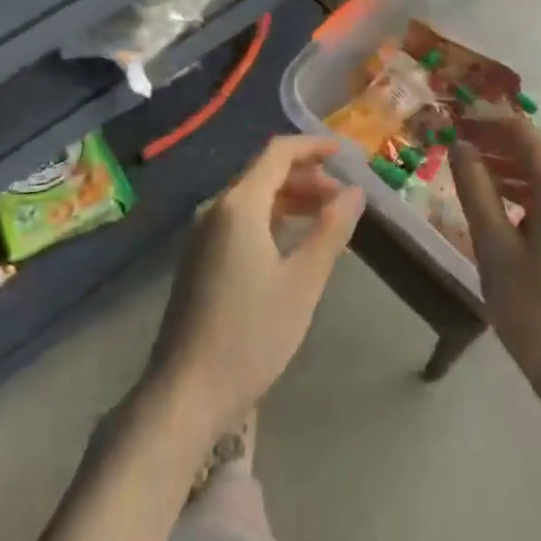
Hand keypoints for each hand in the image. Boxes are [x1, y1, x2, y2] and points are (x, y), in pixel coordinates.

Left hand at [144, 135, 365, 433]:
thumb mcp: (303, 282)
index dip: (312, 147)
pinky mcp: (198, 258)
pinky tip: (291, 242)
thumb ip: (331, 230)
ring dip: (290, 197)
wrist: (185, 394)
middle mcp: (216, 209)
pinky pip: (239, 219)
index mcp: (239, 205)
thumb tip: (355, 192)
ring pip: (252, 197)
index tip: (344, 153)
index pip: (278, 153)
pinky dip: (270, 217)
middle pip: (264, 172)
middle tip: (342, 197)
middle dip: (306, 175)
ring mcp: (202, 234)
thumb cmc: (251, 334)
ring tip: (325, 217)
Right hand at [450, 116, 540, 422]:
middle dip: (493, 140)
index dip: (485, 118)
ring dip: (504, 165)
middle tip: (450, 142)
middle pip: (533, 146)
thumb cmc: (537, 312)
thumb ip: (476, 189)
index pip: (521, 130)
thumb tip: (460, 144)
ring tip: (464, 170)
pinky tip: (495, 204)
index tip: (450, 116)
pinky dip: (521, 189)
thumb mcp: (495, 248)